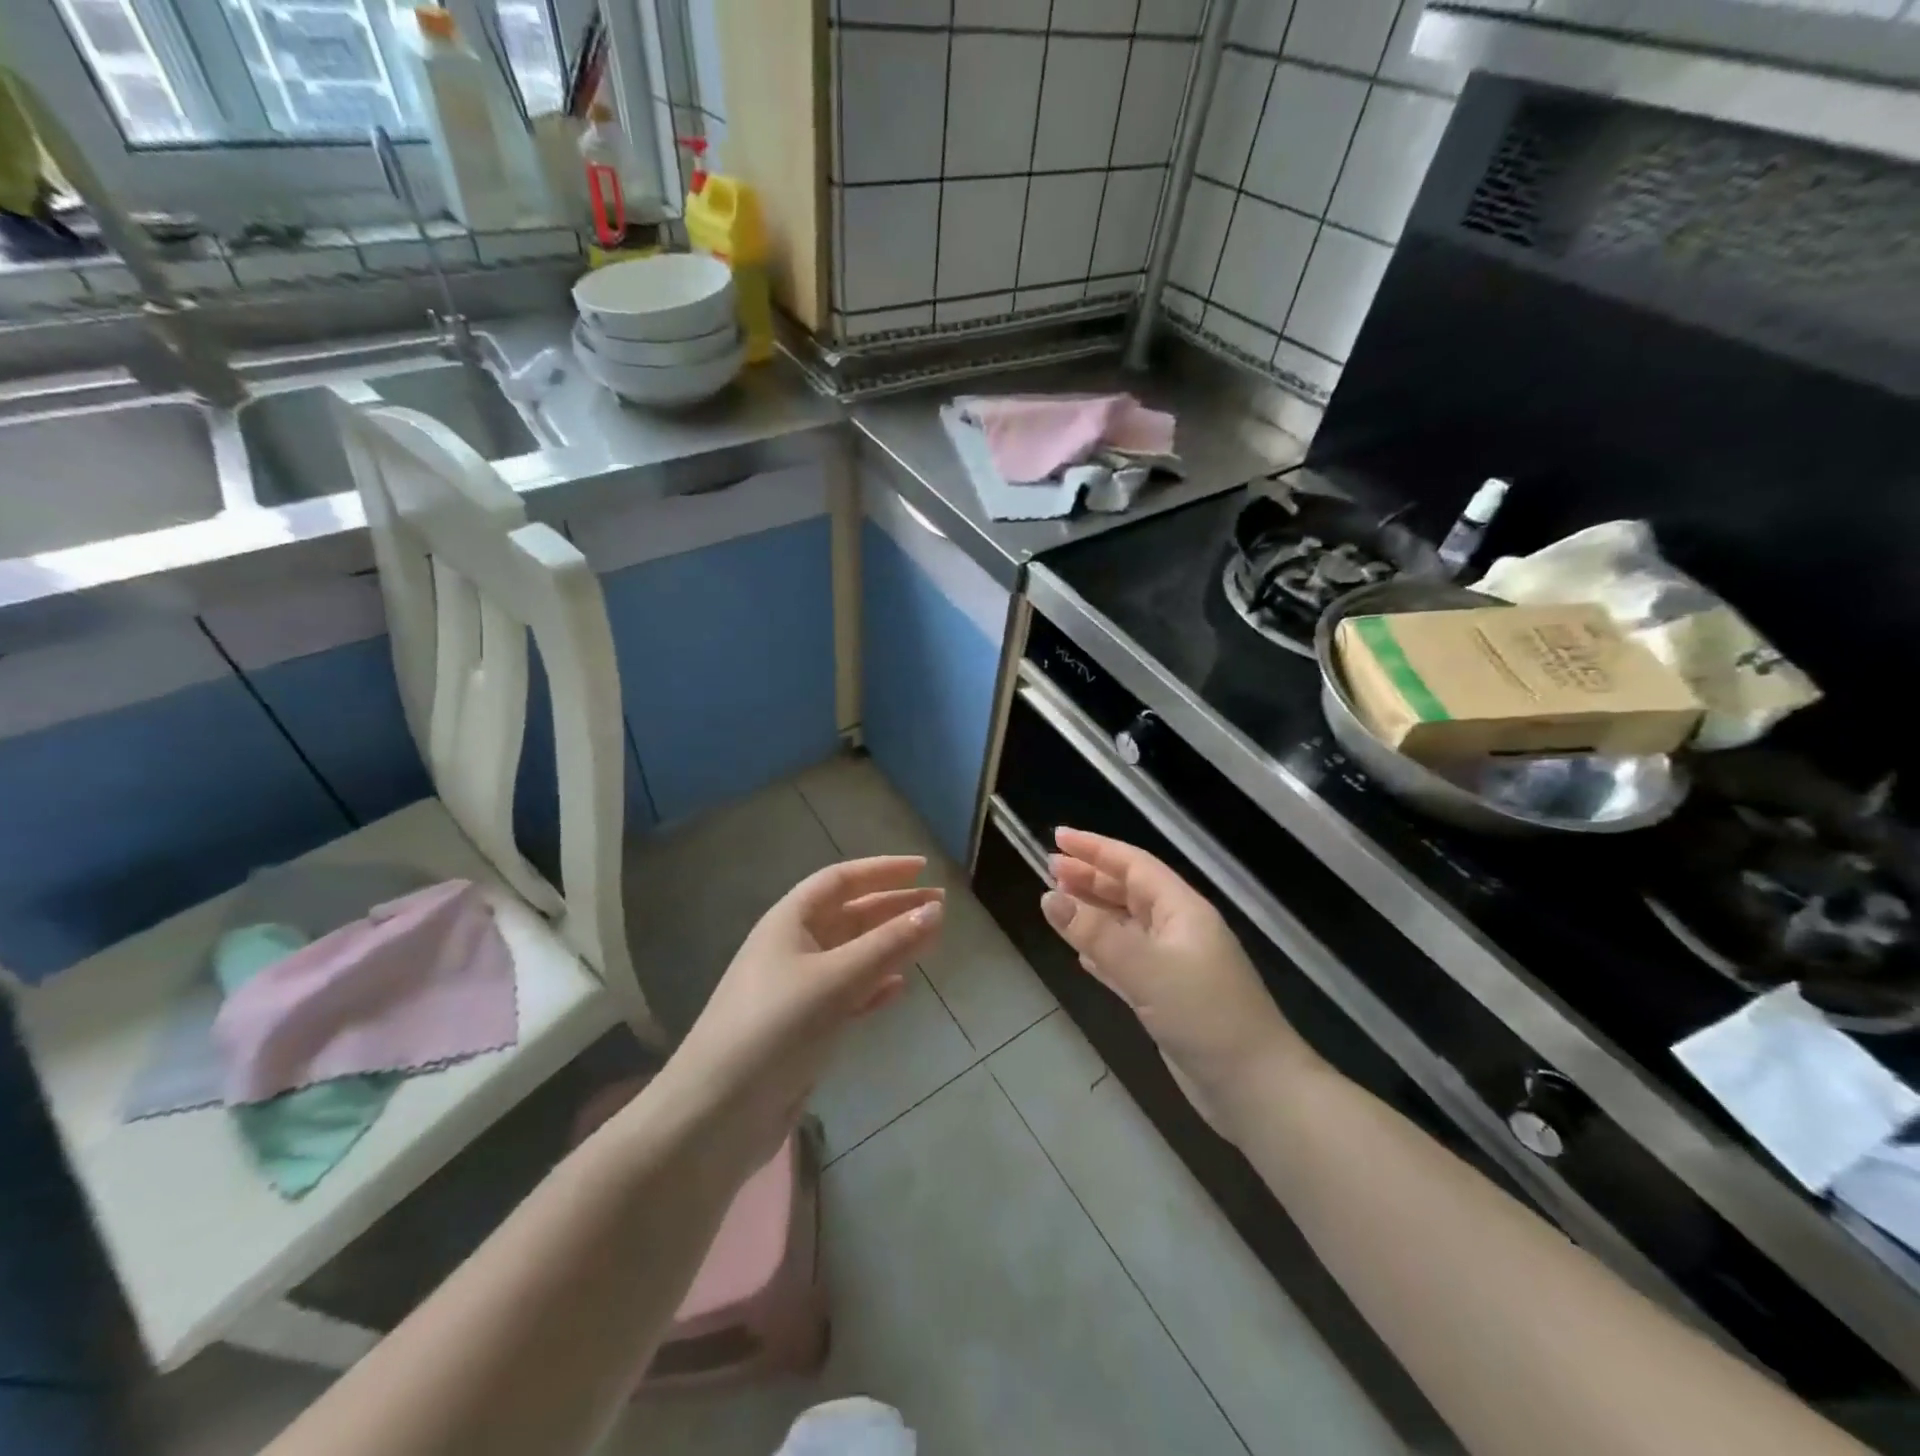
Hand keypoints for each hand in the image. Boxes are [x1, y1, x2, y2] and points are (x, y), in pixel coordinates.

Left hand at [648, 857, 944, 1162]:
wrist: (717, 1113)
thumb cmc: (776, 1028)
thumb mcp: (837, 980)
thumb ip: (889, 945)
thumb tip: (936, 911)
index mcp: (789, 921)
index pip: (841, 880)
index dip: (882, 870)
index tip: (923, 869)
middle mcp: (792, 947)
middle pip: (850, 915)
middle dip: (893, 907)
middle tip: (940, 906)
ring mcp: (796, 989)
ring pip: (852, 954)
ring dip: (889, 945)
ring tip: (929, 941)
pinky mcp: (802, 1027)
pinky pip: (847, 992)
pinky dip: (874, 985)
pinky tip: (898, 988)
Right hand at [1043, 828, 1312, 1138]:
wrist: (1254, 1088)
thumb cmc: (1205, 1016)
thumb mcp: (1146, 969)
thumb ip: (1095, 934)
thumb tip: (1048, 897)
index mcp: (1182, 910)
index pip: (1133, 865)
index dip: (1095, 848)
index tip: (1058, 837)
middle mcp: (1177, 929)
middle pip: (1127, 891)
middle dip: (1089, 877)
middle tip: (1048, 868)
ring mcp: (1173, 964)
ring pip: (1124, 925)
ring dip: (1092, 911)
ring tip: (1056, 900)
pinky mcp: (1166, 997)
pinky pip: (1126, 960)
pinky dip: (1102, 950)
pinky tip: (1080, 952)